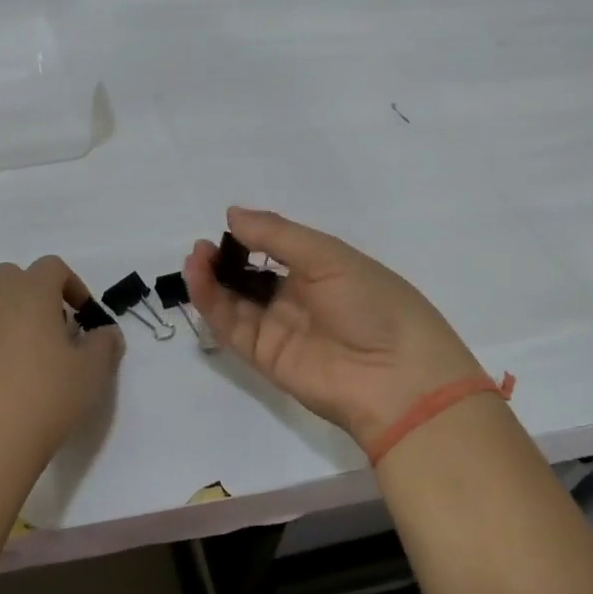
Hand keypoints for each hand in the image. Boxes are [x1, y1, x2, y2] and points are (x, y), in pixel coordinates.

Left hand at [0, 256, 123, 485]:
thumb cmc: (48, 397)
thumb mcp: (92, 371)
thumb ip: (104, 343)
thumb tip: (106, 333)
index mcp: (31, 292)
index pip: (52, 267)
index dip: (72, 284)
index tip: (83, 315)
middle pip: (15, 275)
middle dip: (37, 291)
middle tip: (55, 327)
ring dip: (10, 309)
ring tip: (27, 346)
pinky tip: (3, 366)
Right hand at [185, 207, 482, 452]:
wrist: (396, 379)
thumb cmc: (373, 304)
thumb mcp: (330, 257)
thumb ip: (277, 235)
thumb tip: (232, 214)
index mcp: (322, 271)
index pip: (276, 250)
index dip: (250, 238)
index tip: (227, 225)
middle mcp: (298, 299)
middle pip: (250, 276)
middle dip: (225, 259)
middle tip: (203, 246)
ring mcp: (279, 329)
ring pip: (234, 301)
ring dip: (211, 279)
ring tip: (196, 258)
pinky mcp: (264, 357)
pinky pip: (231, 327)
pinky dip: (211, 304)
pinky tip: (199, 279)